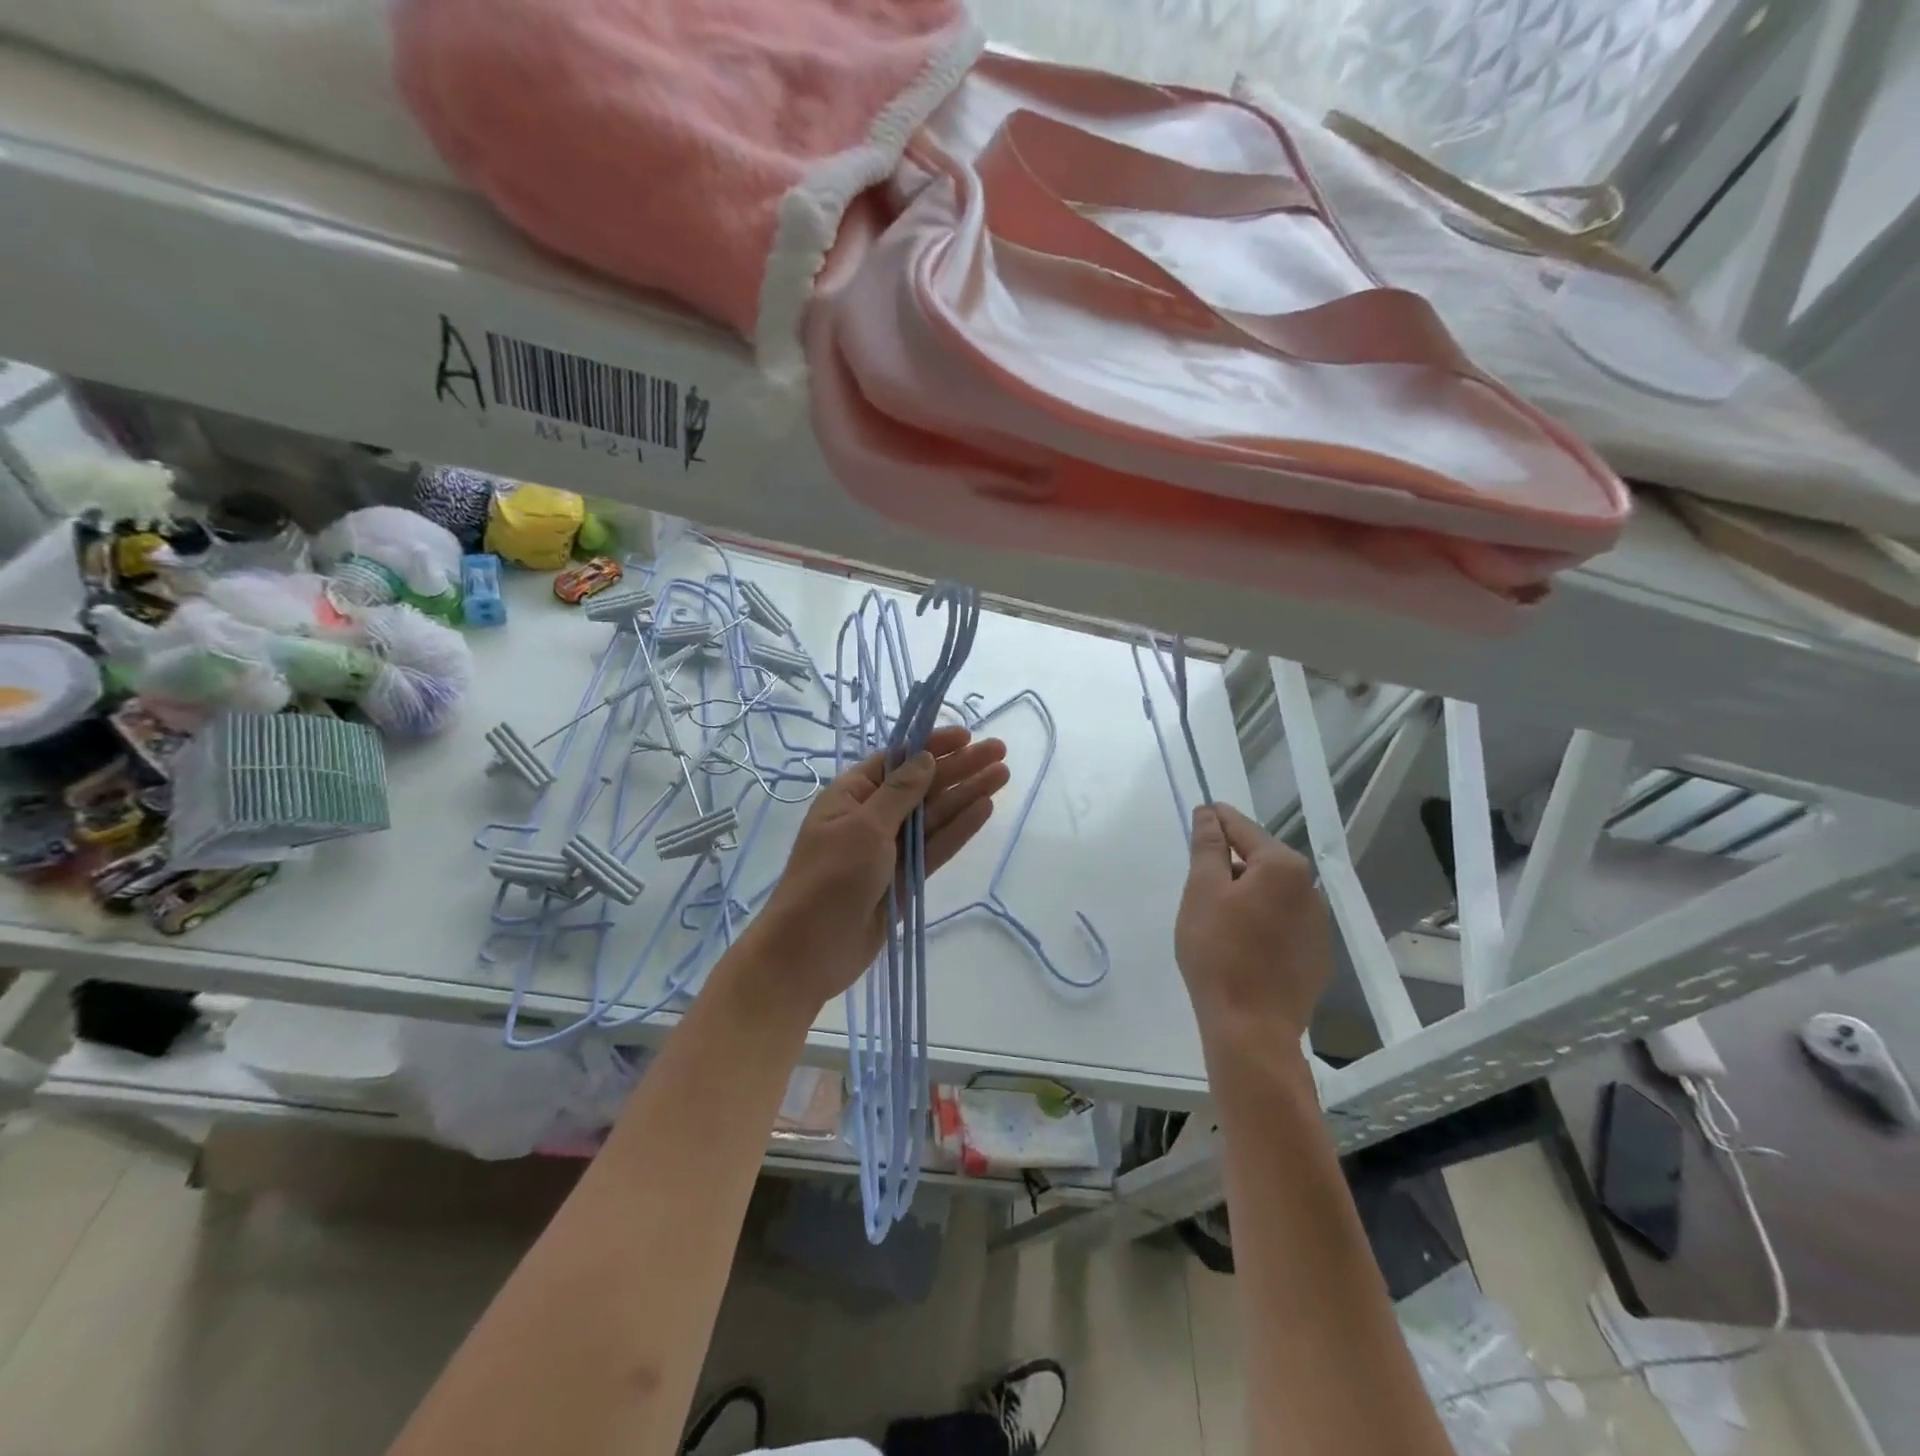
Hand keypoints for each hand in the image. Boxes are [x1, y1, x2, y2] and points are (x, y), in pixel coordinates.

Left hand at [750, 725, 1009, 1010]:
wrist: (809, 952)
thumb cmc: (828, 880)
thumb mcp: (863, 829)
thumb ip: (900, 794)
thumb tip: (925, 758)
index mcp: (851, 795)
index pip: (897, 760)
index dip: (932, 746)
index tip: (967, 736)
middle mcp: (872, 817)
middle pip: (922, 786)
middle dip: (959, 768)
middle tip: (1000, 752)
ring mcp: (890, 849)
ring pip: (934, 815)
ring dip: (966, 794)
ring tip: (1002, 775)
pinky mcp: (904, 878)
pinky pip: (935, 847)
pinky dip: (959, 829)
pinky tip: (984, 809)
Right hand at [1175, 803, 1329, 1038]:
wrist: (1251, 1028)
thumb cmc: (1219, 952)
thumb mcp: (1202, 891)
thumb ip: (1208, 847)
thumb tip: (1209, 814)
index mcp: (1283, 867)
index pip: (1244, 828)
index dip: (1217, 820)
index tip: (1198, 814)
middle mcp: (1309, 889)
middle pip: (1260, 861)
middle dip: (1230, 862)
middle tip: (1197, 880)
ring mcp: (1316, 925)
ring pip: (1271, 893)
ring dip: (1245, 893)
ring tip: (1214, 917)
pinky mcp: (1314, 956)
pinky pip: (1282, 922)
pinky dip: (1260, 920)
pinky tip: (1239, 944)